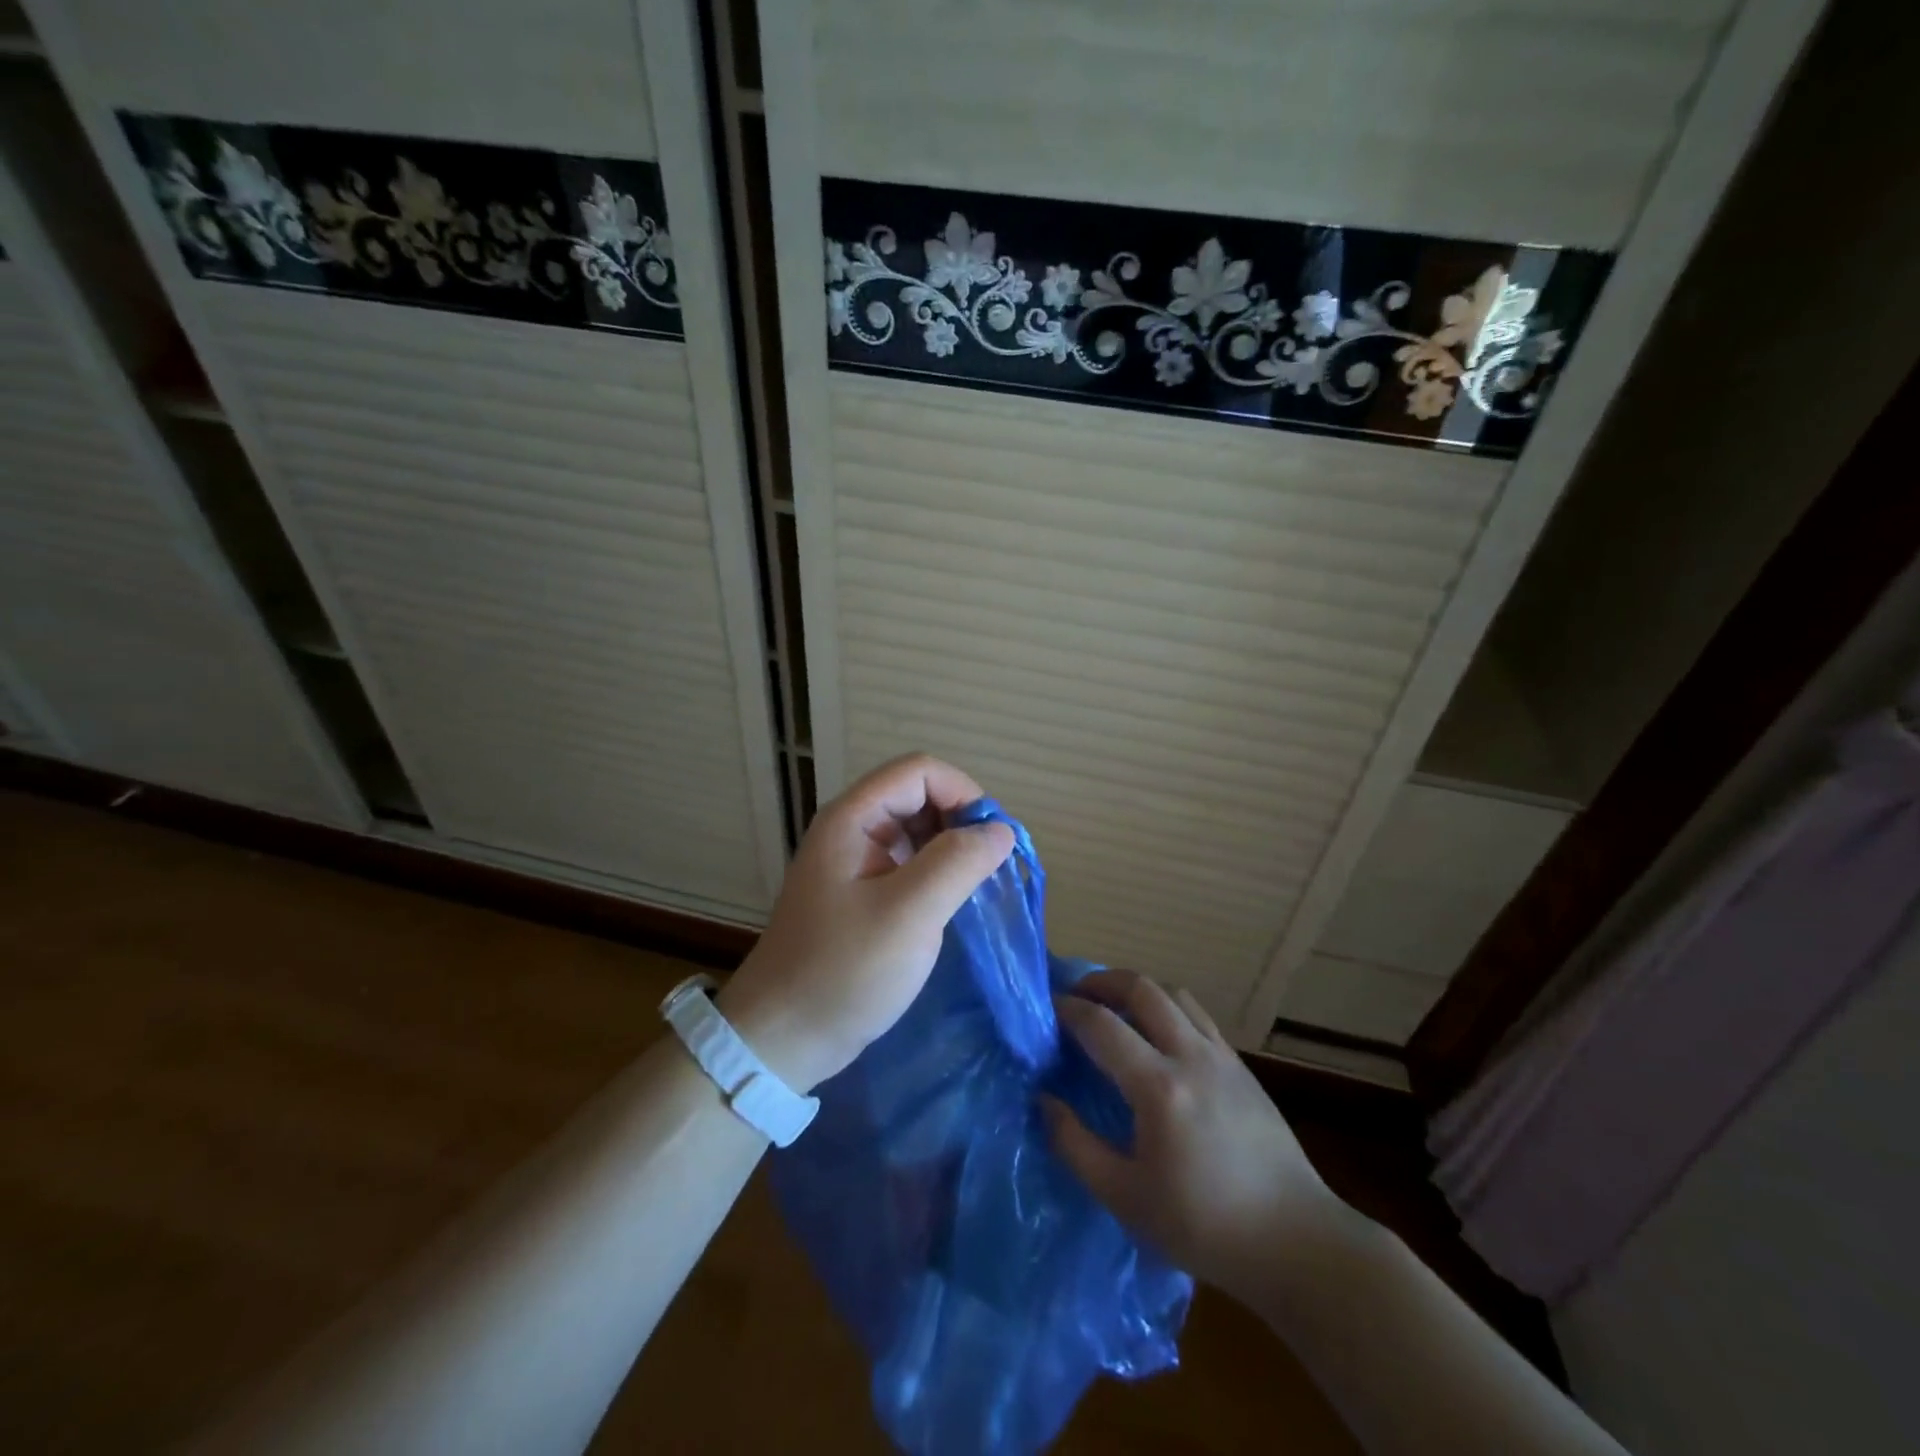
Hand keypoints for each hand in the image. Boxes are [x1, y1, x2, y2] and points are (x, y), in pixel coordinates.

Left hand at [717, 753, 1014, 1092]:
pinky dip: (937, 872)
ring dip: (951, 847)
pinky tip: (951, 903)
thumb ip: (958, 862)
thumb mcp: (909, 914)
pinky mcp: (861, 893)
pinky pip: (908, 862)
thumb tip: (1000, 830)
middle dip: (960, 820)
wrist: (783, 1038)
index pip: (919, 771)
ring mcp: (854, 862)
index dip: (962, 793)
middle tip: (987, 868)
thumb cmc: (844, 972)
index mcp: (853, 819)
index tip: (991, 841)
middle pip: (918, 794)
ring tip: (974, 887)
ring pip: (916, 829)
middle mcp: (851, 829)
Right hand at [1044, 970, 1344, 1293]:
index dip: (1068, 1010)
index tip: (1046, 1010)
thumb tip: (1044, 1101)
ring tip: (1116, 1007)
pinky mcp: (1242, 1066)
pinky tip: (1159, 1036)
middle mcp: (1190, 1056)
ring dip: (1138, 989)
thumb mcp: (1126, 1198)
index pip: (1101, 1025)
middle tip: (1077, 994)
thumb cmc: (1205, 1227)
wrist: (1296, 1242)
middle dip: (1102, 981)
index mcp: (1158, 1087)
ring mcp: (1222, 1056)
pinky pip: (1197, 1015)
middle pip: (1141, 988)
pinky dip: (1168, 1008)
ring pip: (1173, 993)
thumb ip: (1076, 1146)